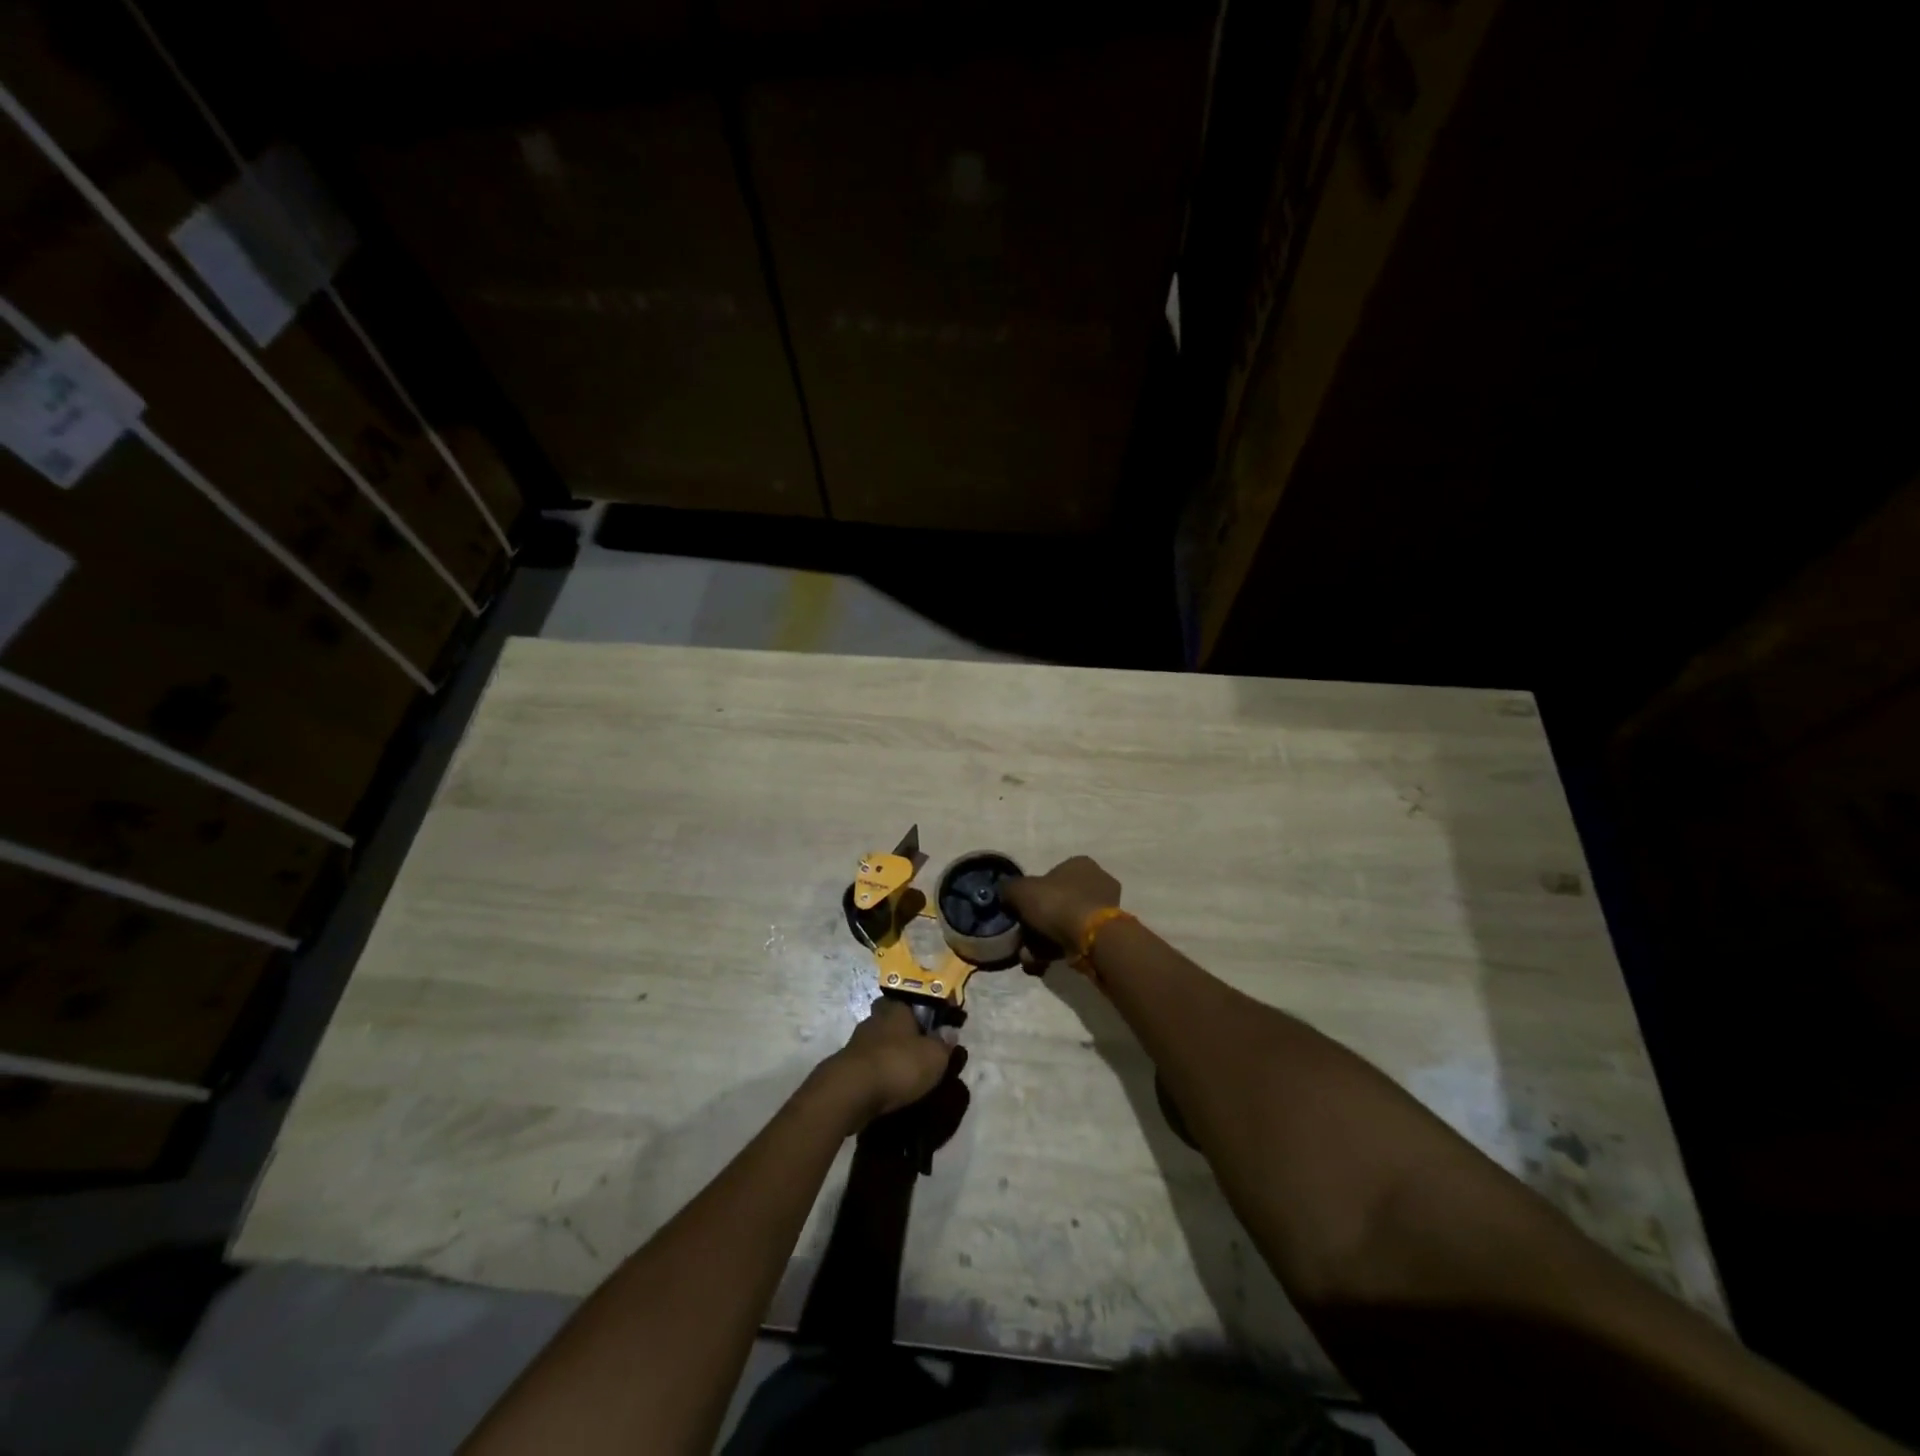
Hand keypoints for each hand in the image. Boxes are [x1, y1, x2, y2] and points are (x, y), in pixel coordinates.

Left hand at [818, 998, 956, 1128]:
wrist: (851, 1092)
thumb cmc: (899, 1064)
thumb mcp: (934, 1056)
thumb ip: (944, 1044)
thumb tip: (949, 1032)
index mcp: (896, 1008)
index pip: (909, 1001)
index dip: (921, 1013)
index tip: (932, 1028)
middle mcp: (875, 1019)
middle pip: (892, 1022)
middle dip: (904, 1035)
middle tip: (921, 1052)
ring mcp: (857, 1043)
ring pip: (880, 1044)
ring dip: (891, 1056)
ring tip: (907, 1075)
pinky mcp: (847, 1067)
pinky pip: (870, 1066)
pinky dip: (879, 1074)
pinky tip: (890, 1088)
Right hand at [1003, 855, 1121, 962]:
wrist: (1092, 937)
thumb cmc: (1057, 904)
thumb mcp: (1021, 891)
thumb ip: (1009, 889)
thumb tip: (1006, 893)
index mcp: (1080, 864)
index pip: (1050, 876)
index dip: (1031, 896)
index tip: (1019, 914)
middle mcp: (1097, 881)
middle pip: (1057, 904)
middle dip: (1036, 925)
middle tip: (1022, 942)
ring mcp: (1106, 909)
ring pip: (1065, 924)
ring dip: (1044, 942)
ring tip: (1030, 959)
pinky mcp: (1109, 933)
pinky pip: (1077, 940)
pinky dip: (1059, 951)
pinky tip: (1043, 964)